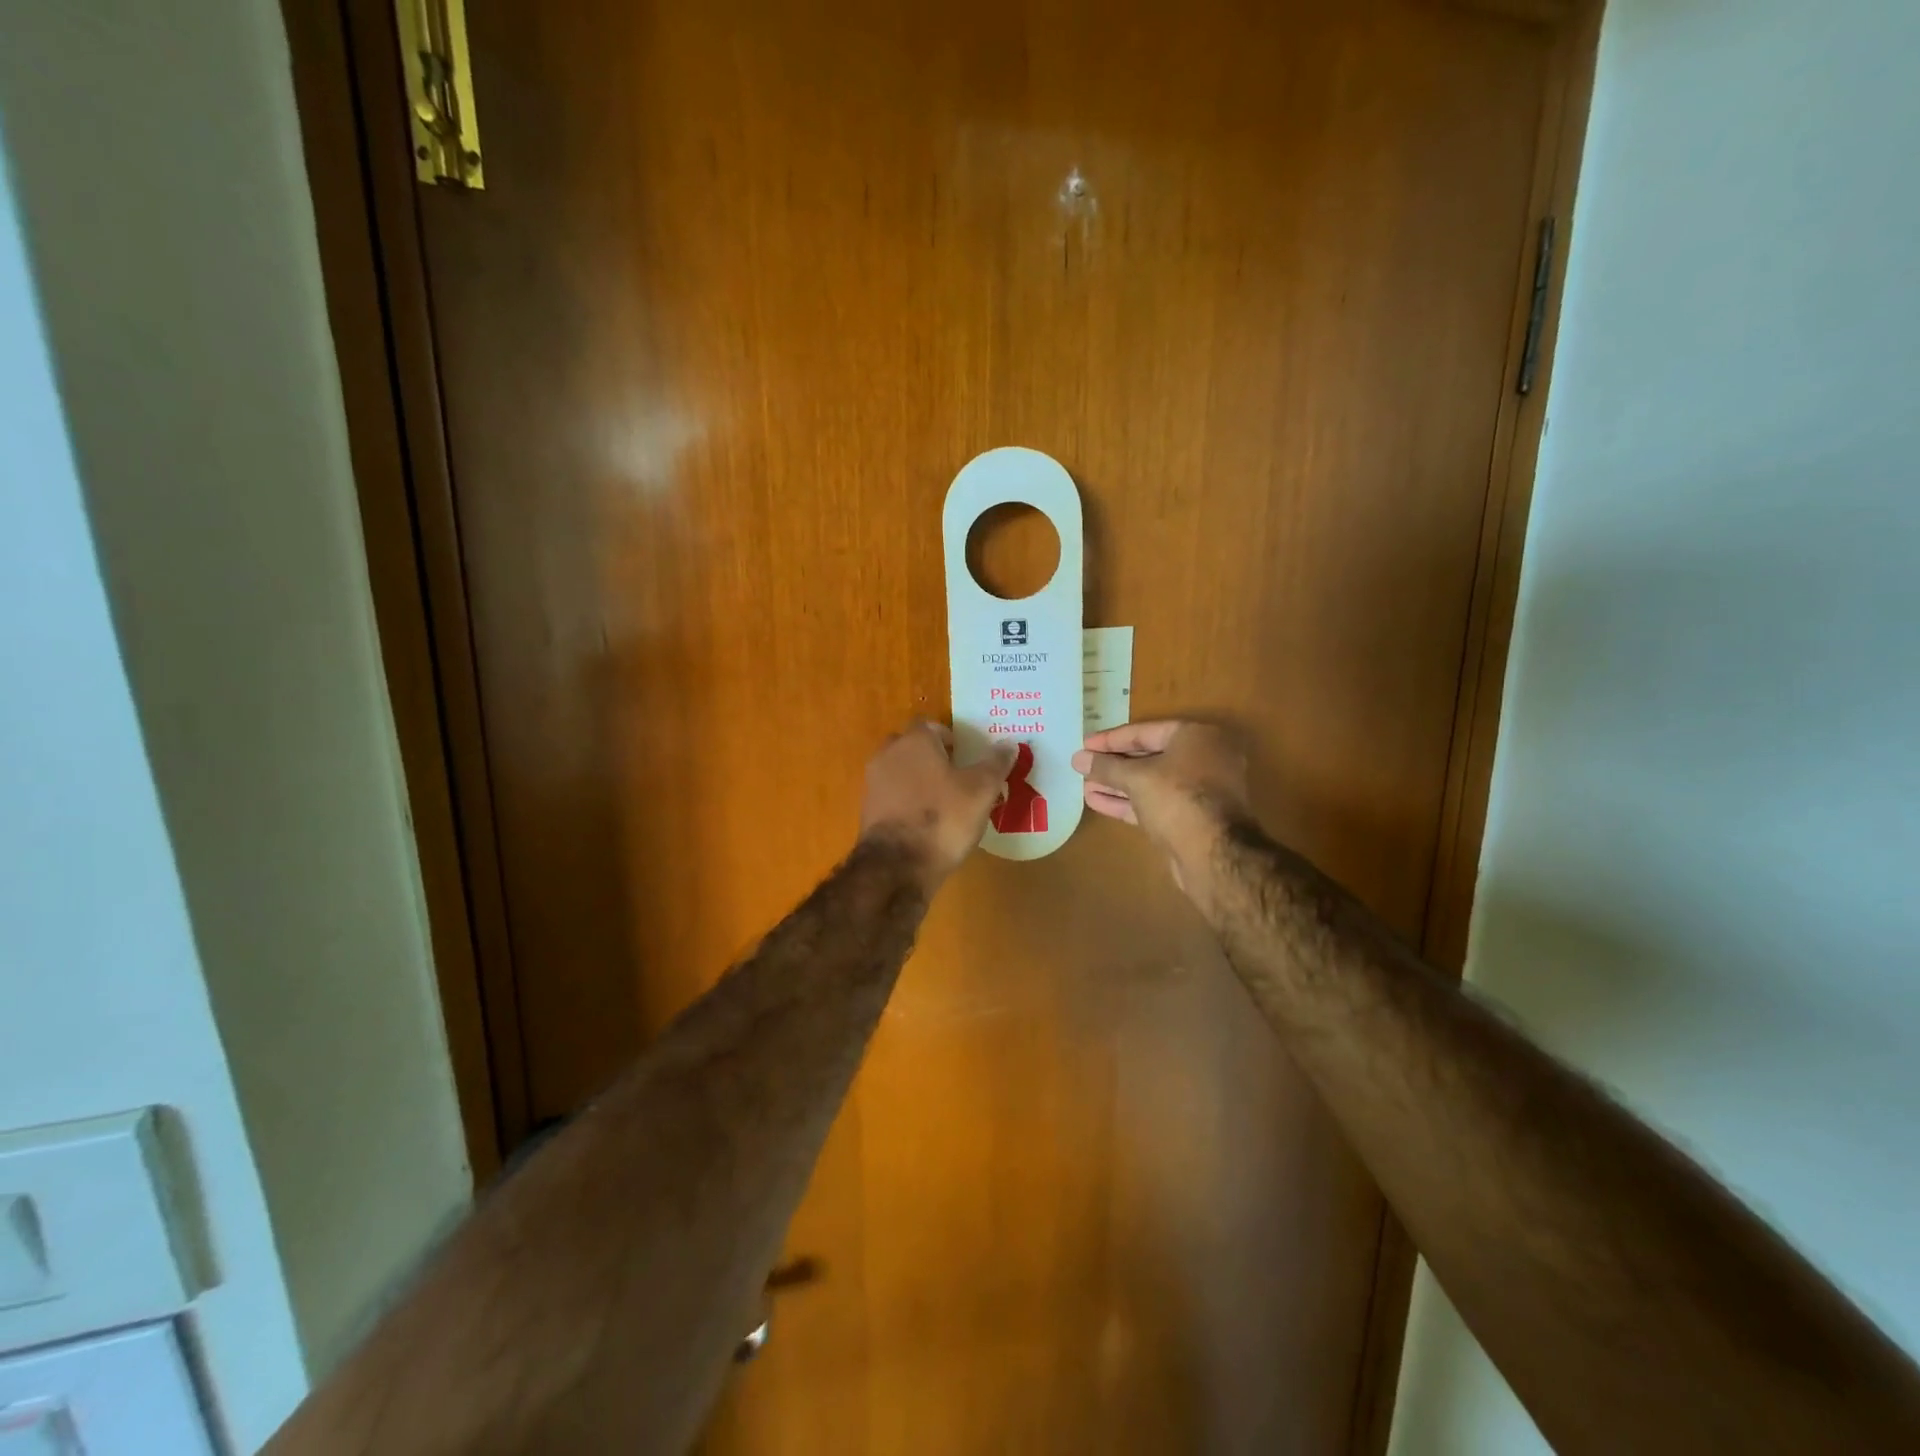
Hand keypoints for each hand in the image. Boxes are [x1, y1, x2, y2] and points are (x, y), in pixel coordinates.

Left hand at [859, 723, 1015, 886]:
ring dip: (919, 781)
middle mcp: (888, 755)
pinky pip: (892, 797)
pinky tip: (926, 822)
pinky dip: (907, 802)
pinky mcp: (869, 811)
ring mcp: (874, 783)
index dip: (950, 738)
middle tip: (957, 776)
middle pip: (912, 747)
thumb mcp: (981, 790)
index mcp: (915, 741)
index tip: (967, 756)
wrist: (898, 865)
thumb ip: (995, 764)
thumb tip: (1008, 744)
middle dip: (932, 757)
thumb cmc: (943, 818)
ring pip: (900, 772)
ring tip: (945, 802)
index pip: (930, 725)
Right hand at [1071, 721, 1251, 891]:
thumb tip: (1078, 758)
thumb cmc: (1178, 799)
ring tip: (1085, 786)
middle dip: (1113, 764)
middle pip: (1148, 757)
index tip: (1084, 745)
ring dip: (1117, 785)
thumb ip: (1105, 767)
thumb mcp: (1137, 778)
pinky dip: (1128, 802)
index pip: (1144, 731)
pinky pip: (1155, 802)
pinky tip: (1097, 802)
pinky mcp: (1190, 817)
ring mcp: (1199, 790)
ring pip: (1150, 782)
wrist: (1214, 855)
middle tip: (1083, 766)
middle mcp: (1202, 758)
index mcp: (1196, 737)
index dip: (1110, 740)